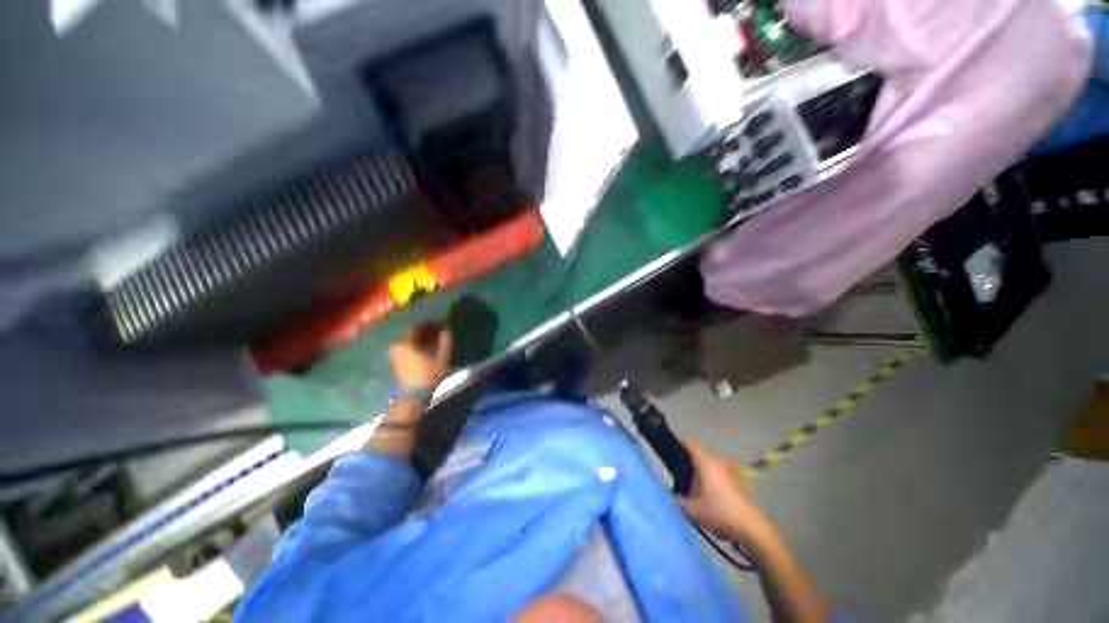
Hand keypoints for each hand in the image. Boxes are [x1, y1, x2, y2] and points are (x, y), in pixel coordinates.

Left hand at [388, 322, 452, 391]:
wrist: (413, 396)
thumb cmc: (428, 374)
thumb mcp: (442, 356)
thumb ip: (445, 340)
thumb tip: (446, 329)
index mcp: (406, 342)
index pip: (417, 326)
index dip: (430, 323)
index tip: (441, 323)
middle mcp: (398, 345)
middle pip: (412, 333)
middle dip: (426, 330)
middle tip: (439, 330)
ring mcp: (396, 354)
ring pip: (410, 340)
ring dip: (422, 338)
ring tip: (435, 339)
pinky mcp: (397, 361)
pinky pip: (408, 347)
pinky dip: (418, 345)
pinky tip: (428, 348)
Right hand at [677, 439, 778, 551]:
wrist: (753, 530)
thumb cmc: (720, 514)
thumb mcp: (691, 510)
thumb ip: (675, 499)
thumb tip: (665, 492)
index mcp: (705, 462)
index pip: (688, 442)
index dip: (676, 444)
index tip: (666, 454)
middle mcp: (717, 462)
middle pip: (697, 455)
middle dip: (685, 463)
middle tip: (675, 477)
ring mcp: (729, 472)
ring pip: (708, 465)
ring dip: (698, 473)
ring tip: (690, 490)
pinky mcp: (737, 483)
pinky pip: (718, 474)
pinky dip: (709, 481)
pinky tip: (707, 499)